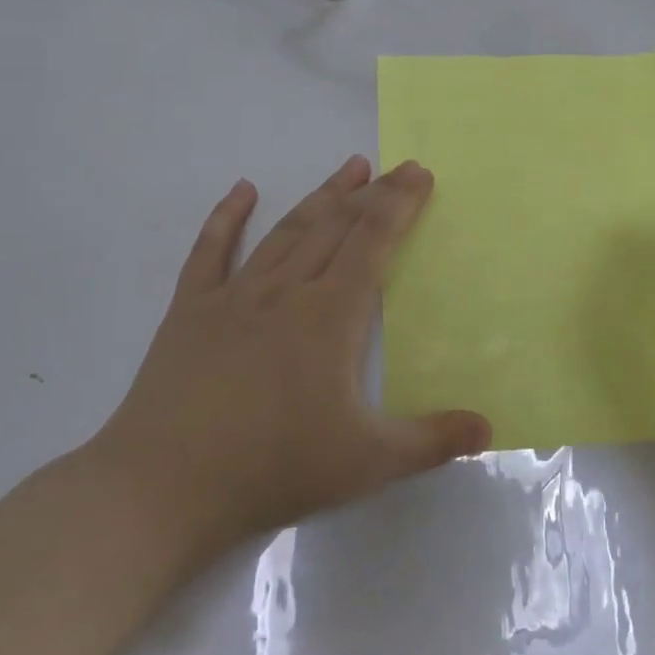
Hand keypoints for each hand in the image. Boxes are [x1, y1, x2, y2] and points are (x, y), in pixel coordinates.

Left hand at [86, 156, 491, 567]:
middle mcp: (286, 291)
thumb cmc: (273, 468)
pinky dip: (227, 216)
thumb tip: (489, 428)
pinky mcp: (191, 311)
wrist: (164, 486)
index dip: (399, 204)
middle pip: (336, 227)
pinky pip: (211, 251)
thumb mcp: (367, 463)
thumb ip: (432, 441)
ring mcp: (234, 296)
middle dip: (371, 194)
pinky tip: (242, 191)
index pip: (373, 243)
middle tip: (397, 168)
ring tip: (349, 169)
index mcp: (330, 316)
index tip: (418, 173)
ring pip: (287, 231)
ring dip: (321, 196)